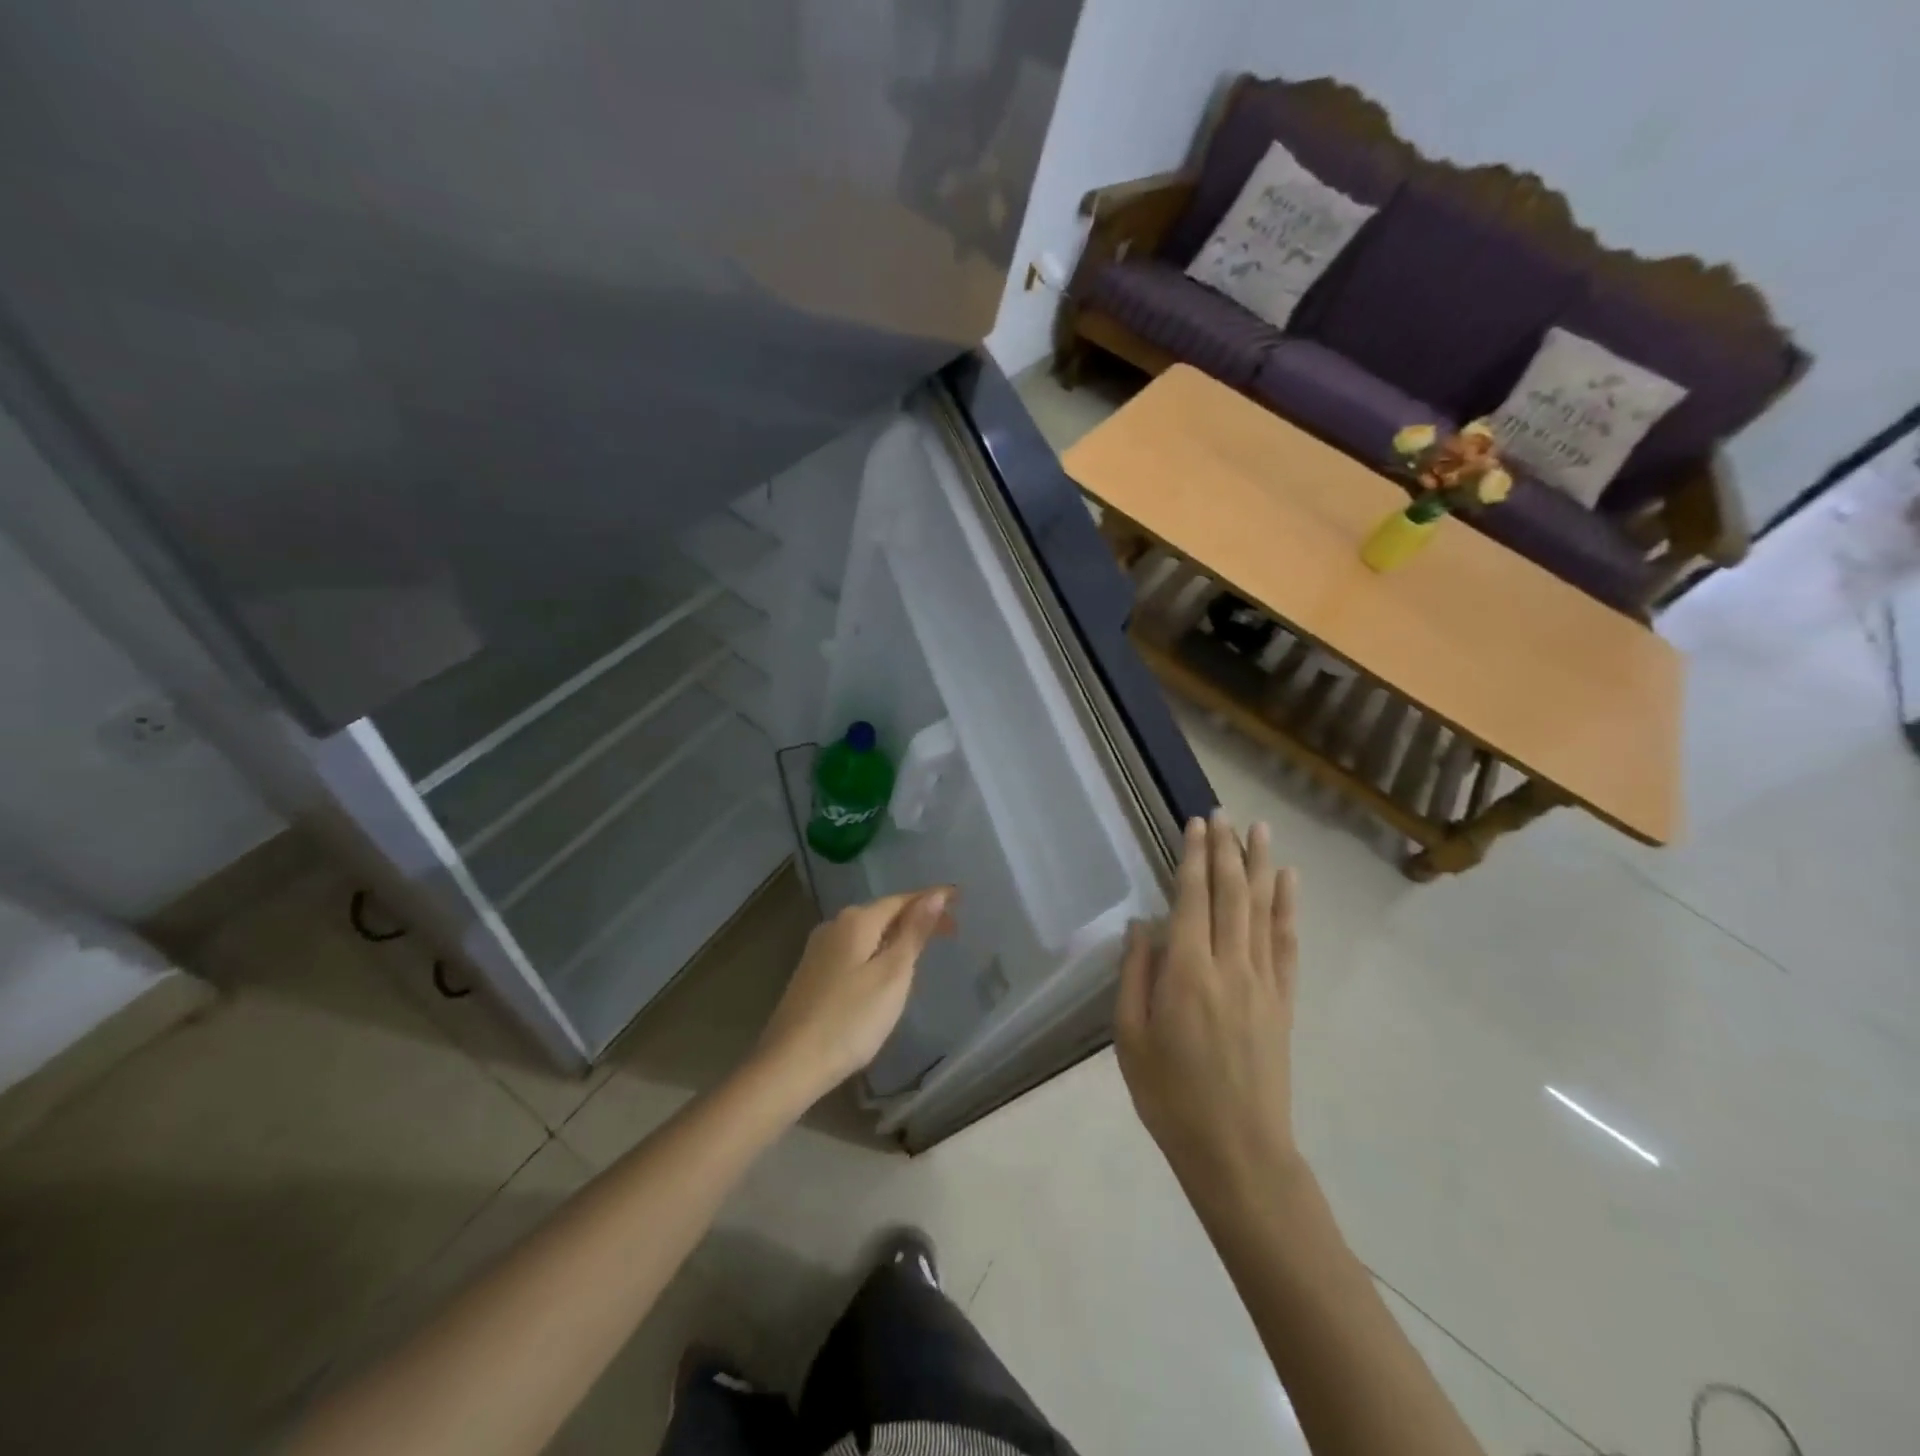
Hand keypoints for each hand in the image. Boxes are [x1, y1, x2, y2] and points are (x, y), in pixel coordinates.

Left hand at [753, 889, 955, 1104]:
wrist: (789, 1064)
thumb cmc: (850, 1019)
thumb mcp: (892, 975)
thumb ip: (914, 932)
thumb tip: (936, 894)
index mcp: (856, 921)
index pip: (902, 900)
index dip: (931, 899)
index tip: (960, 899)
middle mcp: (835, 926)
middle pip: (884, 913)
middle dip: (917, 917)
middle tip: (950, 930)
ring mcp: (819, 950)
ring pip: (868, 932)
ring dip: (897, 935)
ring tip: (924, 949)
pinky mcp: (812, 974)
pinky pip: (855, 950)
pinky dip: (878, 951)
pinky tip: (886, 971)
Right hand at [1116, 812, 1300, 1197]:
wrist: (1237, 1152)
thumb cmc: (1170, 1096)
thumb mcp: (1130, 1039)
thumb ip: (1134, 975)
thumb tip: (1142, 925)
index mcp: (1187, 973)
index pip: (1193, 899)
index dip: (1195, 858)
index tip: (1197, 824)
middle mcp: (1230, 966)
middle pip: (1231, 895)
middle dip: (1226, 850)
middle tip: (1223, 813)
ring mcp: (1263, 983)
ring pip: (1263, 911)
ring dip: (1260, 866)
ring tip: (1260, 830)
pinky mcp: (1283, 1002)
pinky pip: (1287, 945)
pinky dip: (1288, 909)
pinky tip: (1288, 882)